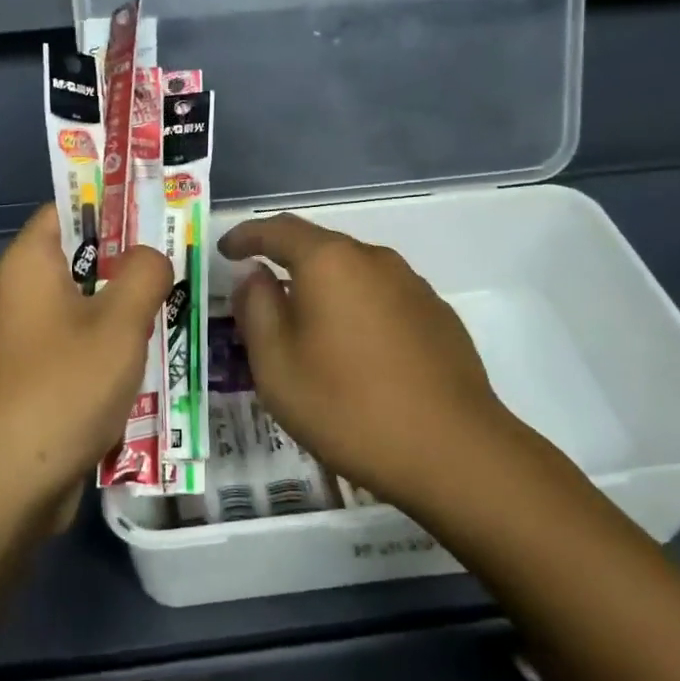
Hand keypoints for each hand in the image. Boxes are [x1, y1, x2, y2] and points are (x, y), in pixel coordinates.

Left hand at [0, 206, 171, 521]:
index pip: (69, 208)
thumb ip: (145, 273)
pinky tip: (152, 358)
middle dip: (131, 260)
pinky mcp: (37, 378)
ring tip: (177, 306)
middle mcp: (21, 293)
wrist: (7, 487)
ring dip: (127, 308)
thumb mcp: (119, 322)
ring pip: (87, 305)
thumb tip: (152, 257)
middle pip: (82, 257)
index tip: (159, 209)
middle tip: (181, 260)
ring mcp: (28, 339)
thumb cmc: (62, 387)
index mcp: (29, 264)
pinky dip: (113, 347)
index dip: (113, 202)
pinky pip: (81, 345)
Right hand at [220, 214, 542, 508]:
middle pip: (320, 248)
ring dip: (325, 291)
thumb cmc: (348, 406)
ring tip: (309, 330)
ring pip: (354, 274)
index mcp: (330, 262)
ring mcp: (412, 285)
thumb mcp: (277, 365)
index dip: (247, 236)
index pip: (278, 230)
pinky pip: (383, 298)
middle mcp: (374, 259)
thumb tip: (255, 274)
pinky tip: (358, 352)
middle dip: (286, 265)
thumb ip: (257, 309)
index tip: (226, 251)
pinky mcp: (438, 315)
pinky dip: (358, 311)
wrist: (453, 451)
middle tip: (262, 298)